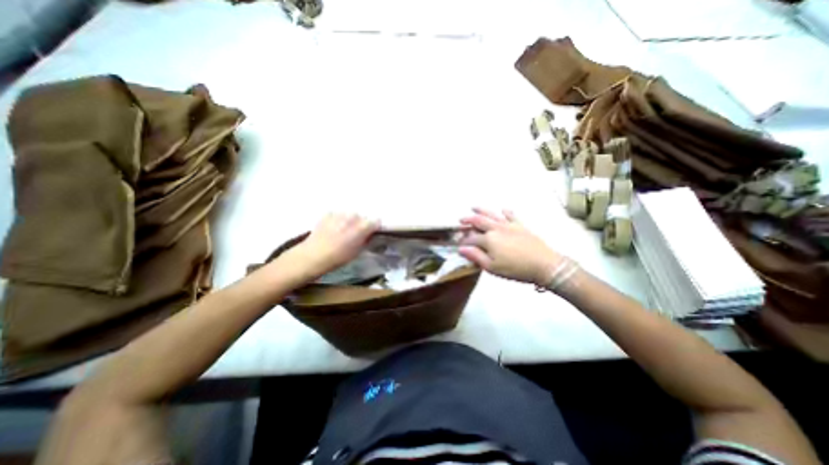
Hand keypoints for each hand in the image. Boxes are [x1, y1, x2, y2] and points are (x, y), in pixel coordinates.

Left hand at [280, 213, 378, 278]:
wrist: (313, 255)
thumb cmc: (338, 258)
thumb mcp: (357, 252)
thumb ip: (365, 240)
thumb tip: (369, 235)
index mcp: (362, 227)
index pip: (376, 221)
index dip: (375, 227)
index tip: (372, 233)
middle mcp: (353, 217)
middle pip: (362, 217)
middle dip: (361, 224)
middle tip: (355, 234)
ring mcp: (339, 214)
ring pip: (349, 215)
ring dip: (349, 221)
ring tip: (342, 231)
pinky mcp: (328, 214)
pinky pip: (337, 215)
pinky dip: (338, 220)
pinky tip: (333, 228)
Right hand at [460, 206, 569, 285]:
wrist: (544, 265)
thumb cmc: (515, 269)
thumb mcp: (492, 267)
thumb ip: (476, 256)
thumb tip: (461, 249)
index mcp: (488, 239)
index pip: (471, 238)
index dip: (464, 241)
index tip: (459, 243)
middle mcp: (496, 228)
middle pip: (479, 221)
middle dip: (468, 220)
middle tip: (461, 219)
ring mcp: (509, 225)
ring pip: (492, 214)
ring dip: (482, 210)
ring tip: (474, 207)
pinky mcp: (520, 225)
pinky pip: (512, 216)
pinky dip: (506, 212)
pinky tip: (503, 209)